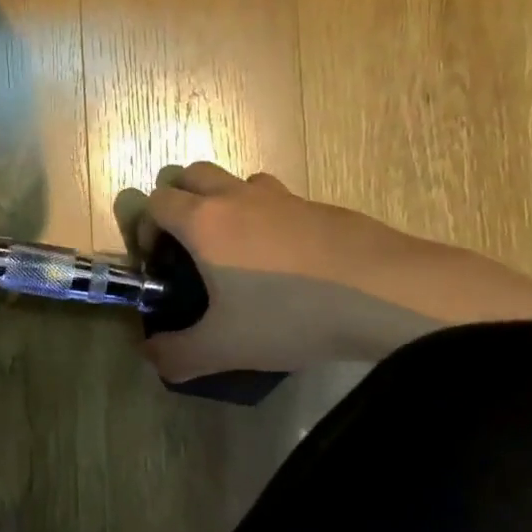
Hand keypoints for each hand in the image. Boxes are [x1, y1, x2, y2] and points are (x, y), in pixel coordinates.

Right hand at [137, 163, 531, 382]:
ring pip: (237, 180)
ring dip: (225, 202)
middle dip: (179, 200)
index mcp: (203, 222)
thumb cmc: (290, 313)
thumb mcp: (226, 347)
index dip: (146, 227)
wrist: (385, 292)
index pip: (155, 201)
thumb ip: (178, 355)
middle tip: (188, 244)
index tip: (158, 261)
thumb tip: (149, 358)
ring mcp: (281, 197)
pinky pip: (278, 199)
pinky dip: (268, 217)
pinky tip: (288, 262)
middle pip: (190, 173)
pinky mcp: (319, 205)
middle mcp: (236, 197)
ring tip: (238, 249)